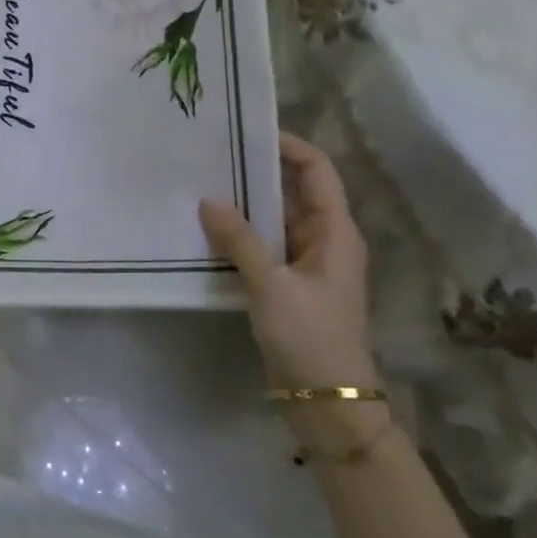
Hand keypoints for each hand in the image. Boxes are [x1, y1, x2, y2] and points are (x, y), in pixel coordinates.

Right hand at [200, 133, 378, 395]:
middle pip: (293, 190)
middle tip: (211, 154)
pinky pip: (264, 246)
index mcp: (335, 232)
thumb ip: (239, 241)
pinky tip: (207, 230)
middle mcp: (324, 240)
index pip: (316, 170)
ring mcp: (306, 264)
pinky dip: (240, 234)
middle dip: (255, 171)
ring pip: (274, 220)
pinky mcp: (289, 285)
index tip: (246, 130)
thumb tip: (208, 200)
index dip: (288, 145)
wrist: (329, 406)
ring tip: (201, 184)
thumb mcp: (272, 287)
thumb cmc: (311, 339)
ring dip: (244, 205)